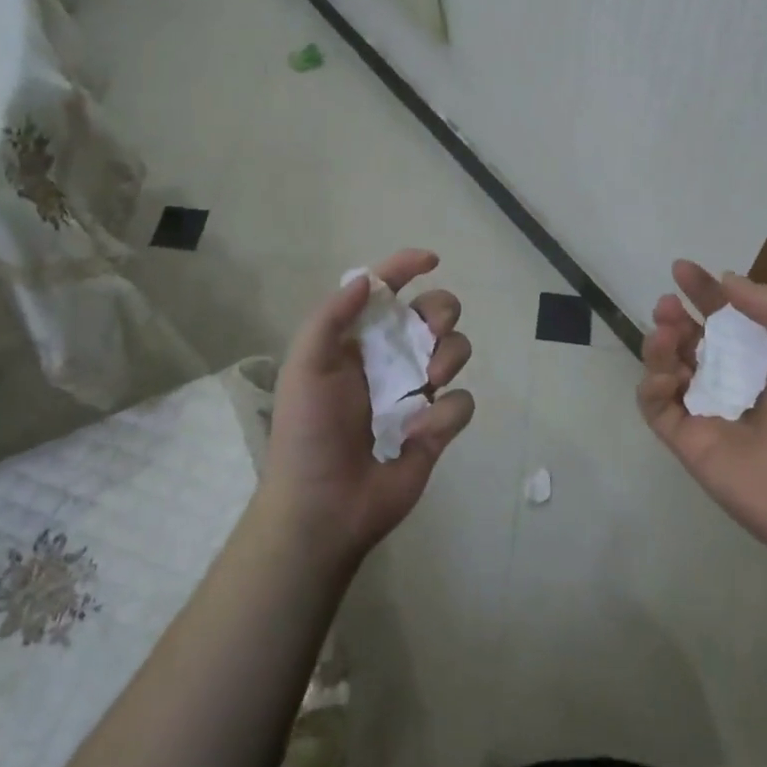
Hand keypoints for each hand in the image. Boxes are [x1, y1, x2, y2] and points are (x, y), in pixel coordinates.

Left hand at [262, 249, 475, 569]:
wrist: (323, 506)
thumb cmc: (307, 433)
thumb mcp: (305, 367)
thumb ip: (331, 318)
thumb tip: (366, 279)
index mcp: (359, 342)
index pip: (386, 293)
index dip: (406, 268)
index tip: (431, 260)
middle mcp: (392, 360)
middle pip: (434, 314)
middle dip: (441, 312)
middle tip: (430, 331)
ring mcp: (418, 394)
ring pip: (457, 350)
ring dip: (449, 355)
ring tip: (428, 380)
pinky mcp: (437, 428)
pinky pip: (462, 402)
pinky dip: (446, 412)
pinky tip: (421, 431)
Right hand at [637, 260, 766, 572]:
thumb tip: (727, 279)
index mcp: (765, 361)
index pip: (725, 319)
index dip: (704, 292)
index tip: (682, 268)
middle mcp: (733, 383)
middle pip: (690, 341)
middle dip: (674, 318)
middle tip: (666, 305)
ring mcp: (708, 414)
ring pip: (667, 369)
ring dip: (659, 345)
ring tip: (665, 334)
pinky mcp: (688, 443)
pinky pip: (656, 407)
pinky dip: (652, 386)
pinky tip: (668, 376)